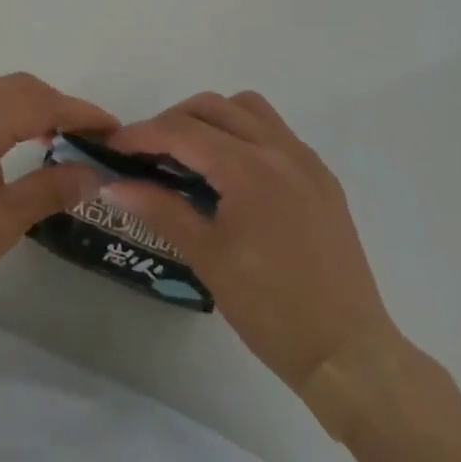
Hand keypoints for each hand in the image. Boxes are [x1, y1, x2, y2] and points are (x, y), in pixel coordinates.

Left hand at [0, 73, 116, 322]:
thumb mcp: (3, 220)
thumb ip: (51, 189)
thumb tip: (92, 173)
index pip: (40, 102)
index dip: (80, 112)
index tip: (111, 128)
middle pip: (15, 87)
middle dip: (54, 104)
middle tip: (83, 135)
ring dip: (24, 105)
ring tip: (47, 137)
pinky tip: (1, 143)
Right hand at [104, 92, 405, 411]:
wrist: (348, 354)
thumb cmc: (270, 308)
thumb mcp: (207, 257)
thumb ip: (159, 209)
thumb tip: (112, 184)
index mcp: (249, 168)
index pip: (182, 131)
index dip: (141, 134)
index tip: (112, 147)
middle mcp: (279, 150)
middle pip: (212, 107)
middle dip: (172, 121)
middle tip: (146, 153)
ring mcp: (306, 161)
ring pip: (248, 109)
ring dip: (211, 119)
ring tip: (190, 154)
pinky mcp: (322, 178)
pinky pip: (275, 132)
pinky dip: (243, 134)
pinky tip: (232, 174)